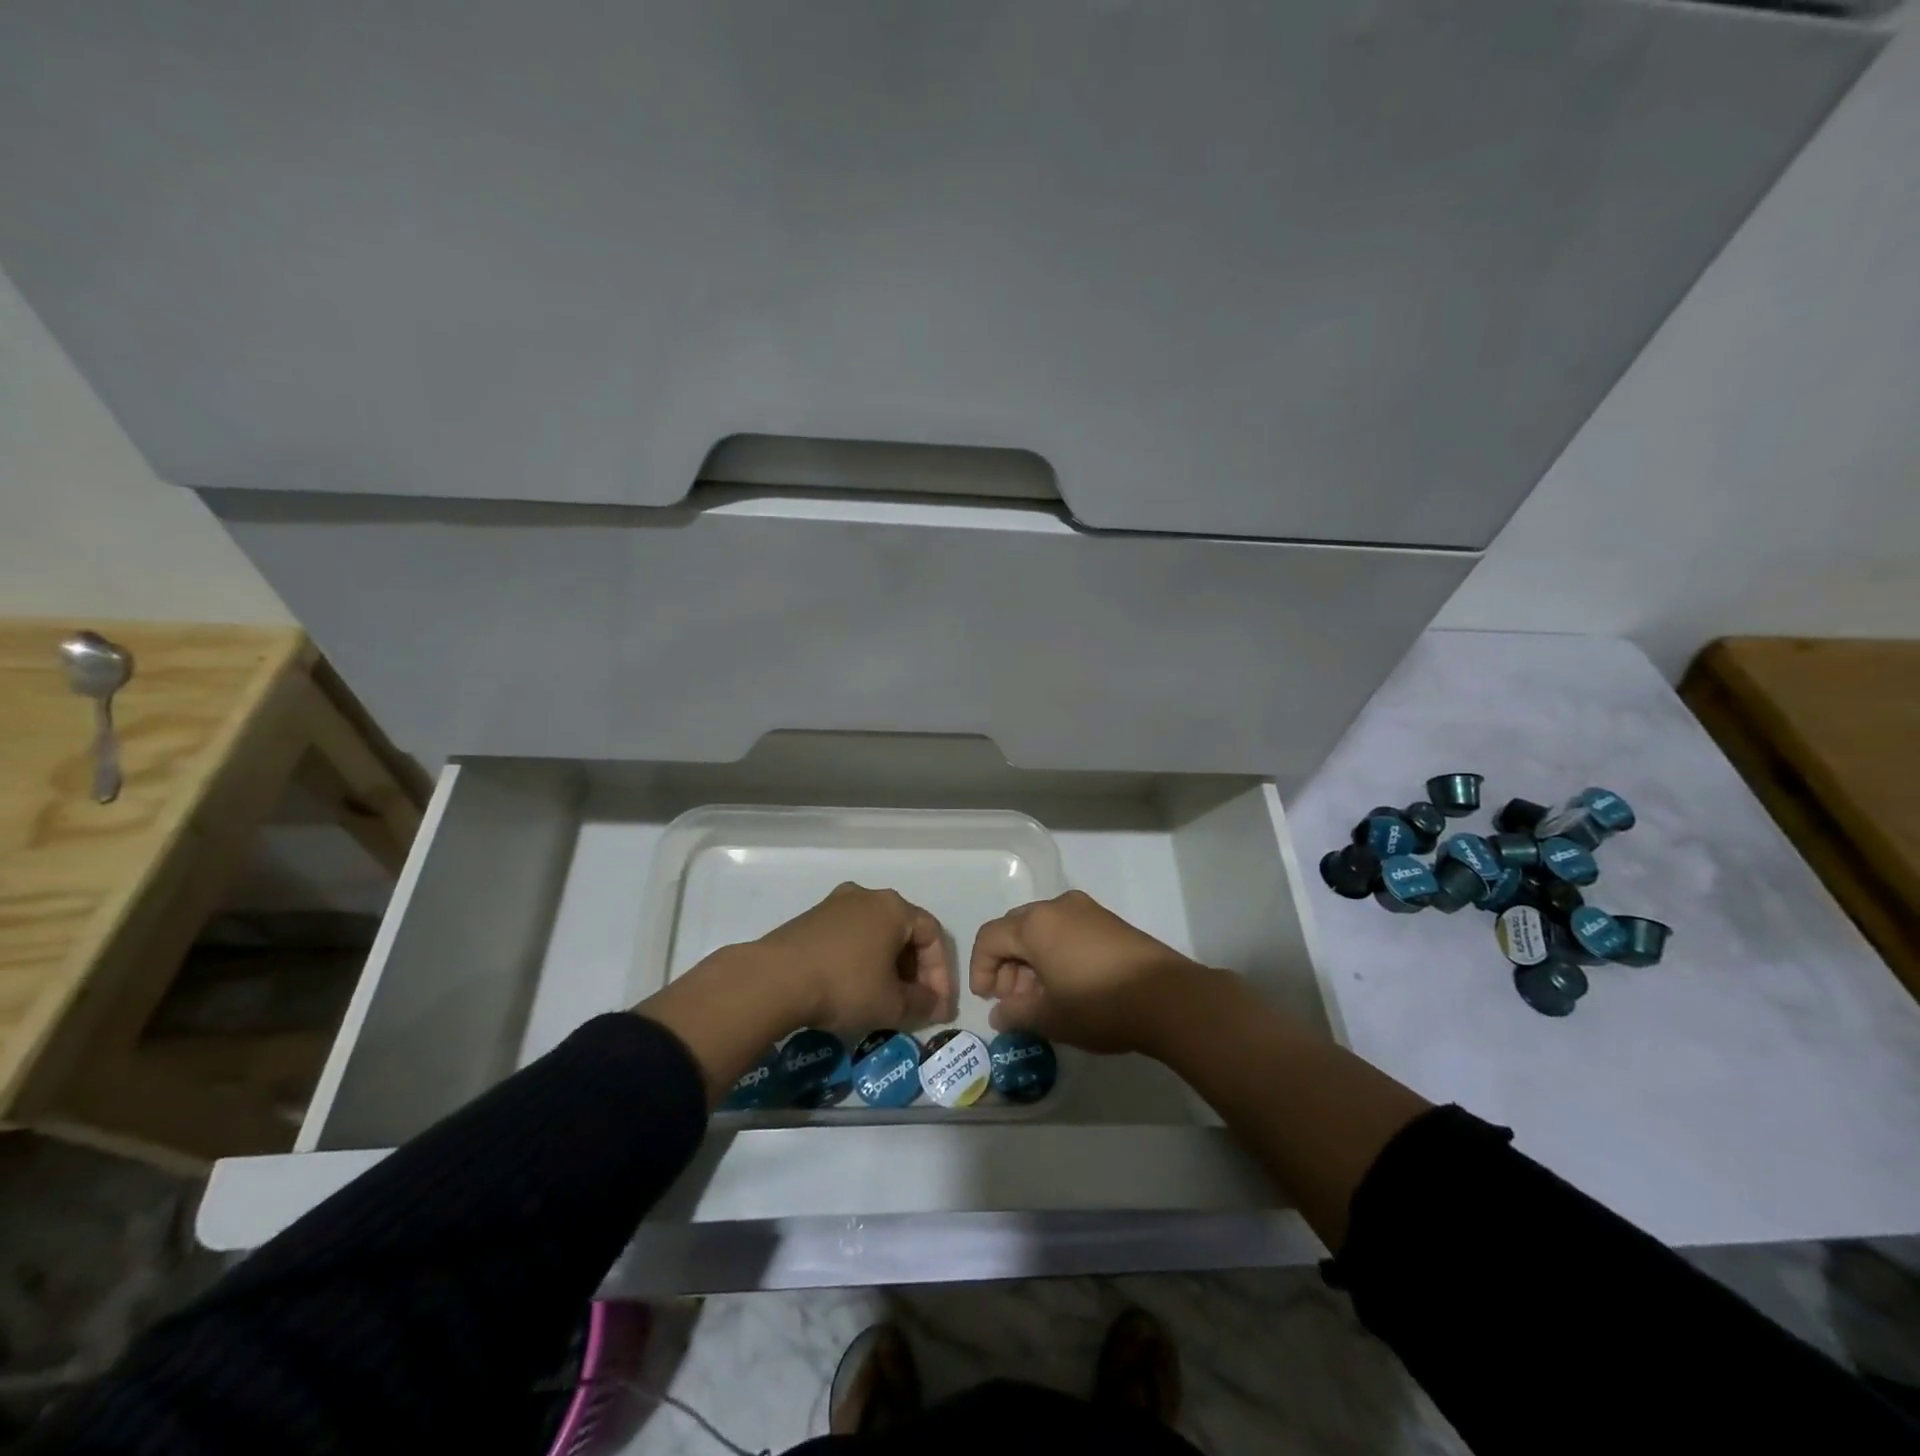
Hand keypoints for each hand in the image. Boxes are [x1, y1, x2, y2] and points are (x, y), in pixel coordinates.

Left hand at [758, 882, 954, 1033]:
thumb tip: (933, 1005)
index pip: (933, 935)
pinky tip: (853, 989)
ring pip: (875, 934)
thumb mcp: (892, 1004)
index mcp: (894, 907)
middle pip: (904, 932)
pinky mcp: (810, 919)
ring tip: (885, 999)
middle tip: (915, 1003)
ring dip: (887, 966)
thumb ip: (922, 1004)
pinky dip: (860, 961)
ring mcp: (835, 904)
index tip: (938, 1007)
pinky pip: (849, 938)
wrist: (774, 979)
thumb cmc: (845, 985)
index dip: (941, 974)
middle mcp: (867, 896)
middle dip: (915, 970)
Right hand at [969, 890, 1203, 1053]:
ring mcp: (1086, 910)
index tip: (987, 1000)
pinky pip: (1066, 931)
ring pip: (1042, 930)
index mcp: (1035, 924)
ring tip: (1041, 998)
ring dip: (1031, 961)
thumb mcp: (1049, 1017)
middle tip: (1014, 1001)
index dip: (980, 969)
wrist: (1167, 997)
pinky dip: (1055, 954)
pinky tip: (1067, 985)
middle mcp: (1057, 907)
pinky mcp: (1108, 921)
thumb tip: (1000, 1013)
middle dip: (1006, 965)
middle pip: (1015, 929)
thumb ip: (1015, 1014)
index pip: (990, 938)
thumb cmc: (1099, 1004)